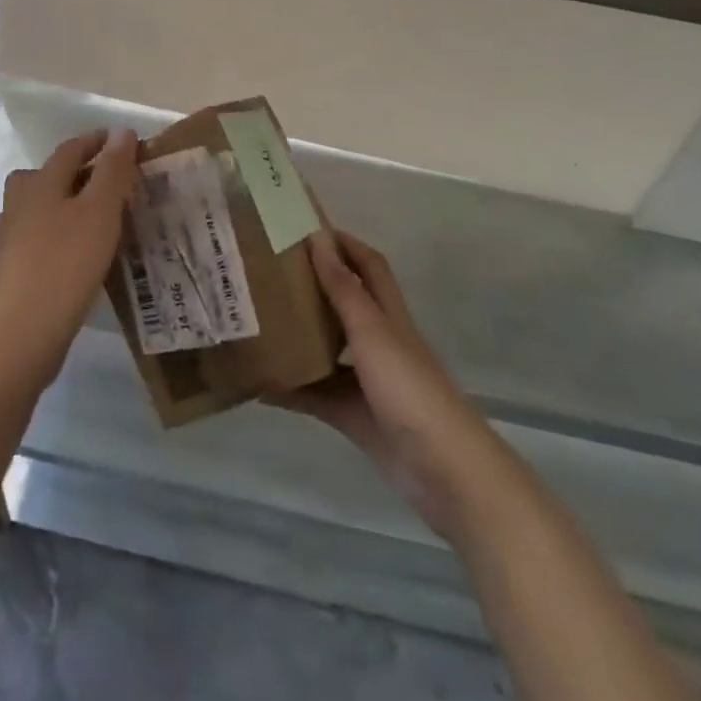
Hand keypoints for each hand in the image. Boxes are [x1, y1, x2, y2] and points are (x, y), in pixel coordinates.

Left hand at [0, 128, 139, 361]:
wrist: (24, 330)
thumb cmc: (66, 261)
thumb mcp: (100, 210)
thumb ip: (112, 170)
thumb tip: (121, 132)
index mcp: (41, 183)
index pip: (70, 150)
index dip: (96, 142)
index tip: (121, 141)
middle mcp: (21, 204)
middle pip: (44, 175)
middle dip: (74, 171)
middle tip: (105, 180)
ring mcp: (12, 238)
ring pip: (38, 208)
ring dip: (63, 203)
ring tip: (94, 216)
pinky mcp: (14, 269)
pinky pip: (38, 238)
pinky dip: (58, 234)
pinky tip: (77, 252)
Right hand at [276, 231, 497, 542]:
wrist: (445, 472)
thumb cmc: (410, 390)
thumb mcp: (372, 332)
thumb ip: (343, 290)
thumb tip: (318, 238)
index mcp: (387, 314)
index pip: (368, 265)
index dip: (344, 243)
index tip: (304, 227)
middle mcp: (377, 341)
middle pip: (343, 303)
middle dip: (311, 285)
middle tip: (267, 272)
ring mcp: (367, 381)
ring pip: (326, 348)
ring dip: (297, 336)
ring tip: (256, 322)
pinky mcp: (356, 416)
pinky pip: (316, 395)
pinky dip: (291, 389)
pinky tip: (259, 386)